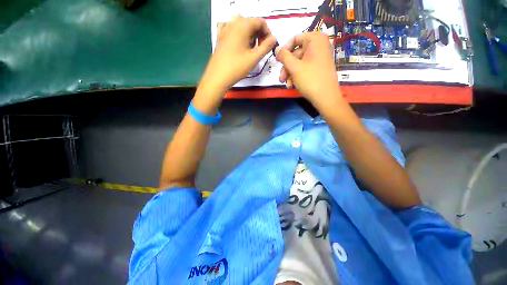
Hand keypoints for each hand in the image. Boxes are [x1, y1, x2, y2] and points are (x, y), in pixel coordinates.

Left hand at [199, 16, 276, 94]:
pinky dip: (238, 35)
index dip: (268, 33)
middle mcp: (233, 23)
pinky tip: (239, 44)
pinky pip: (231, 31)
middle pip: (251, 23)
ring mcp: (224, 29)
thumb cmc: (237, 67)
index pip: (261, 22)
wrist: (217, 77)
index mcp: (243, 25)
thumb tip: (274, 39)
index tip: (268, 46)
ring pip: (242, 27)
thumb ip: (266, 46)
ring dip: (250, 36)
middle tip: (260, 50)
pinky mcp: (220, 37)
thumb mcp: (254, 58)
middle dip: (259, 35)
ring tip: (250, 50)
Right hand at [276, 32, 341, 104]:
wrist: (326, 97)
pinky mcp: (320, 67)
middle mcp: (319, 45)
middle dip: (287, 67)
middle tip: (281, 78)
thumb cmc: (310, 79)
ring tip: (287, 84)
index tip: (277, 61)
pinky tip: (292, 85)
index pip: (295, 39)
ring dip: (290, 73)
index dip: (284, 50)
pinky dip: (297, 76)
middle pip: (296, 53)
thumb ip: (284, 56)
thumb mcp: (294, 67)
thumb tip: (276, 48)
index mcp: (315, 39)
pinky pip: (305, 68)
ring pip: (299, 62)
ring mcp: (320, 57)